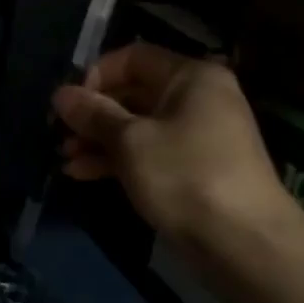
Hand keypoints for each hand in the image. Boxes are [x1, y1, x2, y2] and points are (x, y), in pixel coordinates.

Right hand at [52, 43, 294, 247]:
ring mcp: (196, 136)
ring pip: (135, 126)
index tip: (68, 103)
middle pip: (132, 93)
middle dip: (92, 113)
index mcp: (190, 78)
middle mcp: (196, 99)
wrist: (244, 244)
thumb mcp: (130, 141)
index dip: (95, 75)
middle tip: (59, 133)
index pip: (132, 57)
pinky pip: (146, 153)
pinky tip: (81, 174)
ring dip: (97, 139)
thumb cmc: (185, 176)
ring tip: (65, 157)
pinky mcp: (191, 170)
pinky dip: (115, 159)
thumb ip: (92, 114)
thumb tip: (61, 94)